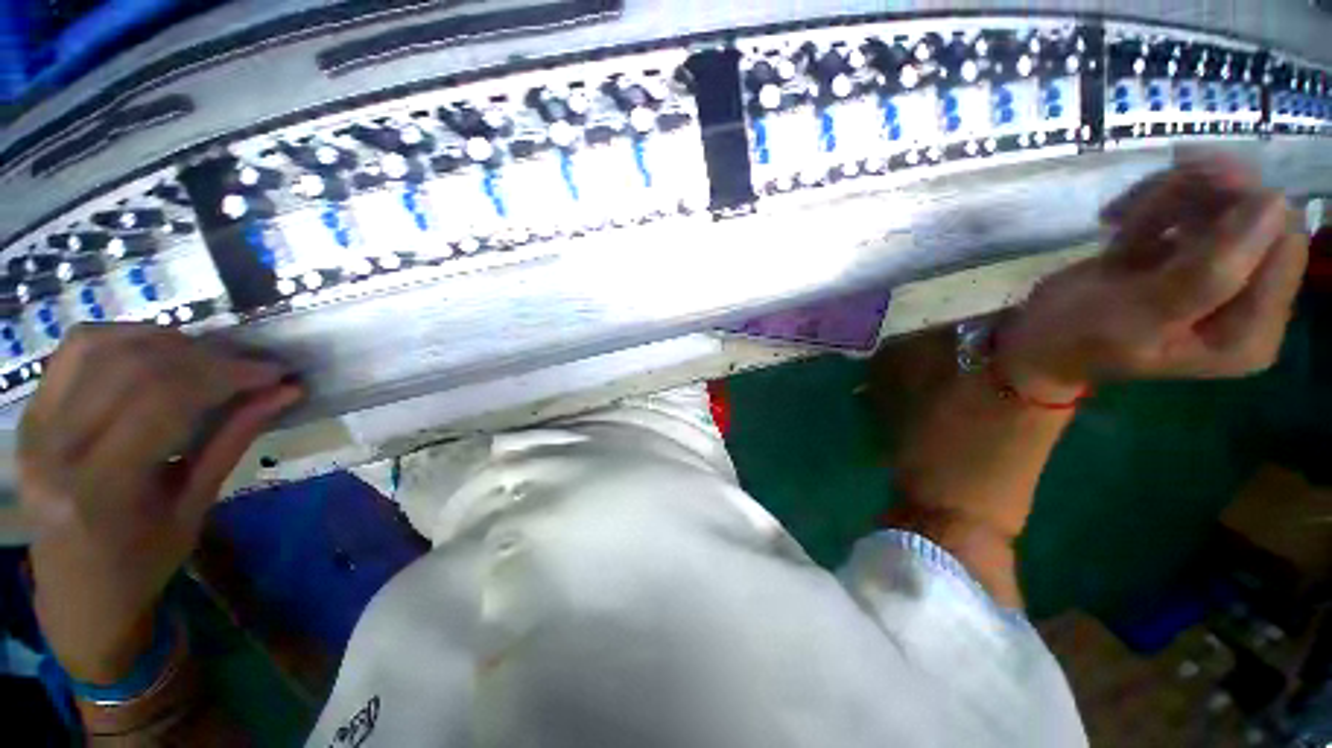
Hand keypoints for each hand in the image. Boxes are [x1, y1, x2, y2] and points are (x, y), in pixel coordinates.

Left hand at [18, 325, 300, 683]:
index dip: (226, 375)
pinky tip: (156, 353)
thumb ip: (233, 441)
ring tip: (206, 358)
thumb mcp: (196, 508)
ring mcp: (35, 424)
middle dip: (205, 356)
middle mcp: (56, 447)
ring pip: (102, 345)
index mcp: (101, 486)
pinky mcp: (31, 412)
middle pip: (134, 367)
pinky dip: (124, 338)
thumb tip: (284, 393)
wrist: (76, 592)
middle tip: (250, 365)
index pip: (164, 400)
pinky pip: (76, 350)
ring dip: (166, 342)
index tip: (274, 372)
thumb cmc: (143, 563)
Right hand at [999, 155, 1307, 398]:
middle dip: (1200, 196)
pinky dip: (1154, 202)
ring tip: (1116, 218)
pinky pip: (1191, 204)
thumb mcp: (1142, 316)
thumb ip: (1212, 273)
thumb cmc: (1082, 338)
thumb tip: (1274, 202)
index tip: (1191, 183)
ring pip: (1222, 200)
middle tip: (1139, 199)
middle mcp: (1249, 302)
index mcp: (1251, 333)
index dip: (1245, 207)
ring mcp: (1223, 275)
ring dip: (1168, 196)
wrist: (1039, 340)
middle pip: (1256, 216)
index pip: (1283, 248)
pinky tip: (1116, 222)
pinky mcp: (1191, 254)